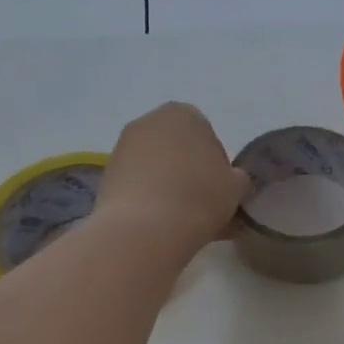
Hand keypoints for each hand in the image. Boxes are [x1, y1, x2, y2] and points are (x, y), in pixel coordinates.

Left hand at [94, 102, 251, 257]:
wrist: (144, 230)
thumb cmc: (198, 197)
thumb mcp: (236, 188)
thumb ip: (237, 178)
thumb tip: (230, 181)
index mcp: (184, 113)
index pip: (207, 135)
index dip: (216, 165)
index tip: (219, 190)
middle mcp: (149, 122)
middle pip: (177, 149)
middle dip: (188, 172)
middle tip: (201, 204)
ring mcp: (122, 148)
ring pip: (156, 168)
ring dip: (168, 187)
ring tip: (181, 220)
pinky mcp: (106, 176)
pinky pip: (137, 185)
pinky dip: (148, 200)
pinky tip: (160, 226)